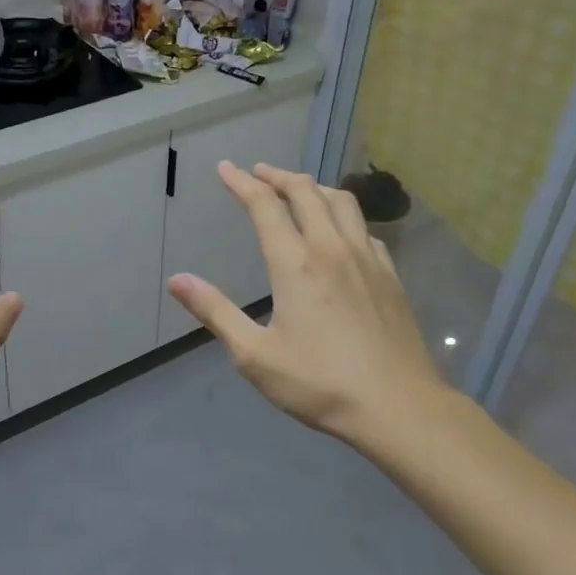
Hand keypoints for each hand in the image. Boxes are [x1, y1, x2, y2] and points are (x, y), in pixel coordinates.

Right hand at [166, 162, 455, 448]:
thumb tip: (177, 280)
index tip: (225, 168)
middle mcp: (331, 248)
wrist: (398, 406)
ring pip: (341, 201)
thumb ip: (215, 312)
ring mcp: (367, 258)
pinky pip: (364, 228)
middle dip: (277, 176)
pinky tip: (340, 230)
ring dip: (314, 187)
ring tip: (297, 188)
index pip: (264, 206)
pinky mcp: (390, 275)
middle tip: (258, 172)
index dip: (242, 182)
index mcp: (295, 263)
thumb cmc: (320, 383)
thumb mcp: (255, 355)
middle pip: (305, 192)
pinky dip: (343, 215)